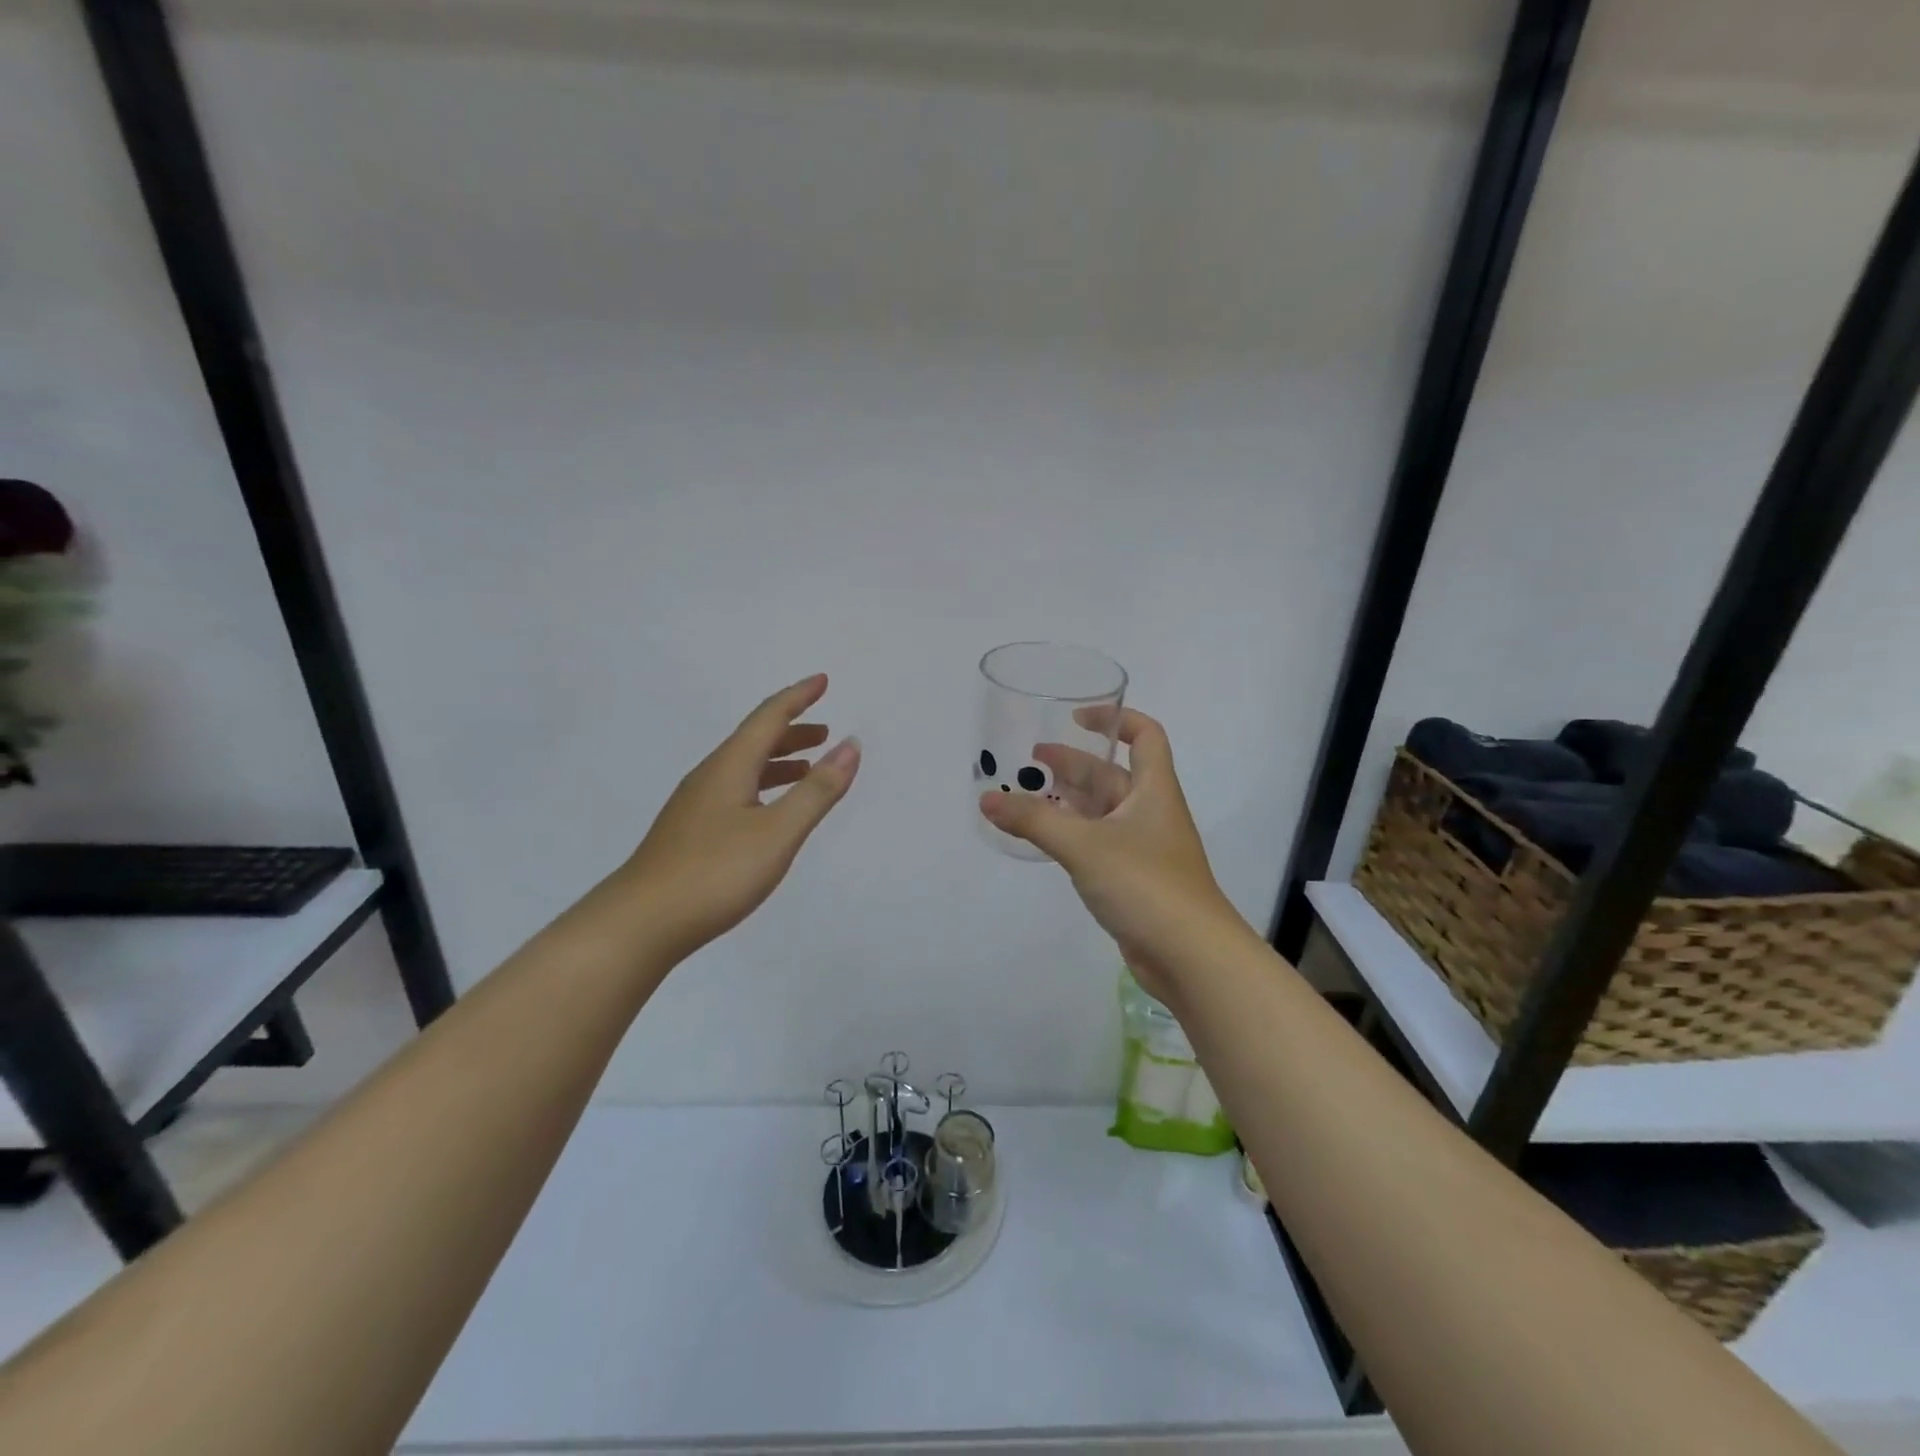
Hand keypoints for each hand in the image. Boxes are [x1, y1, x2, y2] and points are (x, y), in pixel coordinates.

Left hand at [601, 674, 859, 962]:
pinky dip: (763, 787)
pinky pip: (735, 792)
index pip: (768, 718)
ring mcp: (695, 806)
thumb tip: (850, 745)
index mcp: (730, 767)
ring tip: (806, 769)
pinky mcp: (690, 834)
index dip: (798, 697)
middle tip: (824, 731)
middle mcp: (710, 777)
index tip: (822, 681)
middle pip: (754, 741)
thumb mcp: (778, 832)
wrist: (641, 923)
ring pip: (743, 769)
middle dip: (791, 731)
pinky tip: (769, 813)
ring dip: (778, 761)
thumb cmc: (715, 872)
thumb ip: (817, 790)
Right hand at [979, 707, 1244, 1003]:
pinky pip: (1098, 843)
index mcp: (1153, 790)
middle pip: (1112, 774)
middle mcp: (1150, 812)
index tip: (1076, 718)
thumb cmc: (1145, 884)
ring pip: (1102, 811)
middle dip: (1073, 763)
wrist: (1191, 956)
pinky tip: (1045, 839)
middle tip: (1030, 761)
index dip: (1115, 719)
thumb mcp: (1084, 845)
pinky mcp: (1133, 879)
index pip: (1145, 735)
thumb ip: (1034, 821)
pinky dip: (1072, 834)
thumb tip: (986, 800)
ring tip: (1027, 796)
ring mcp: (1143, 848)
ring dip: (1069, 800)